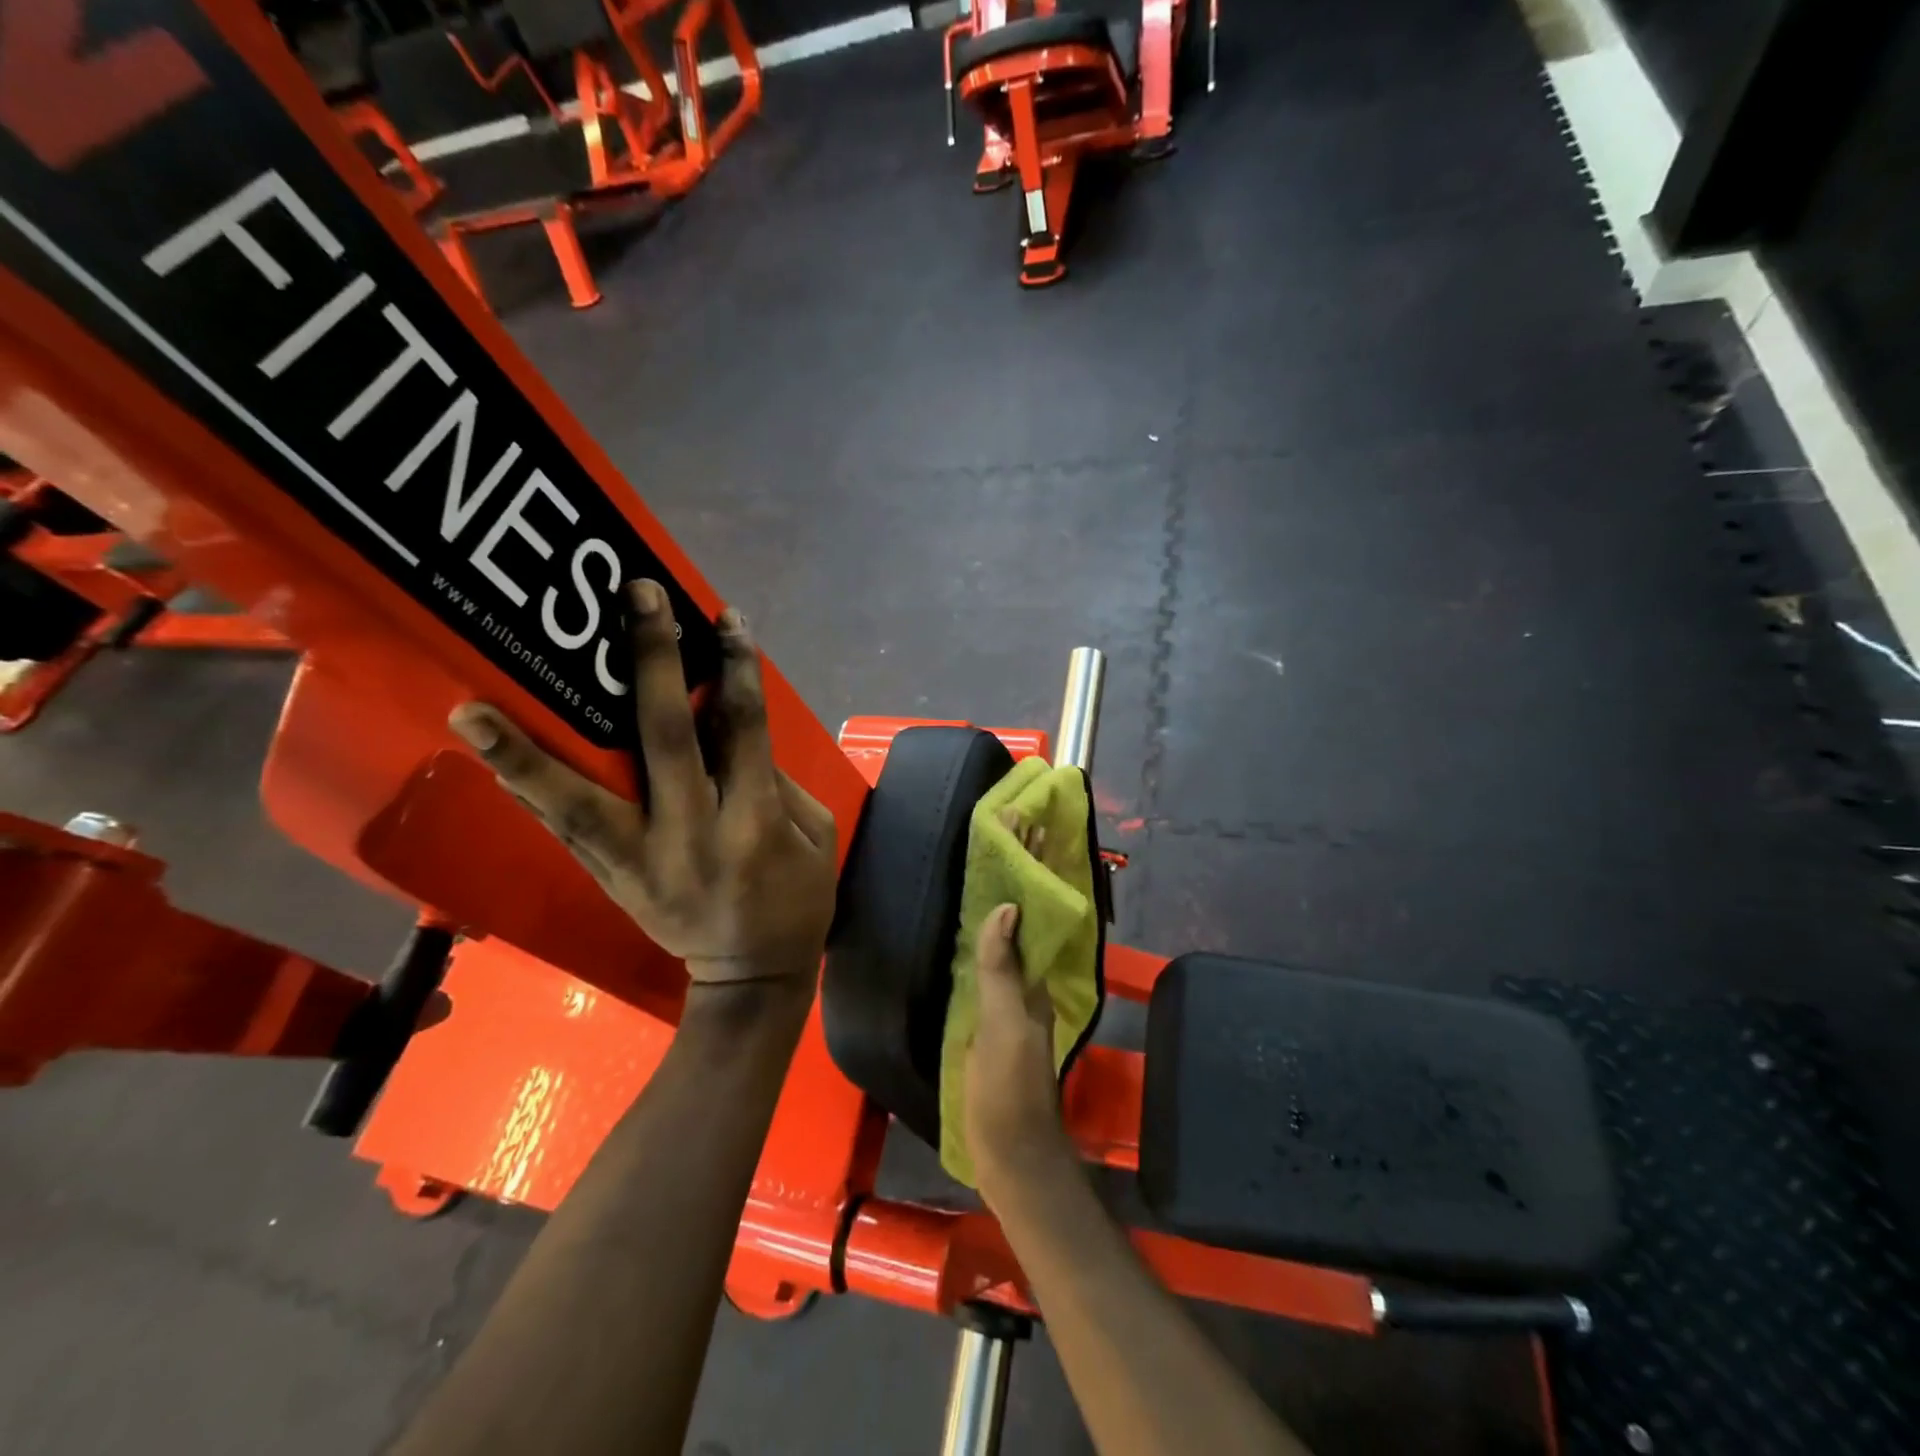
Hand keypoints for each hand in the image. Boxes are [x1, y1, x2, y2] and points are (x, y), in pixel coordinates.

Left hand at [447, 580, 837, 989]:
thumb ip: (774, 779)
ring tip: (471, 706)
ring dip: (525, 751)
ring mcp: (639, 862)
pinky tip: (487, 746)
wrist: (750, 980)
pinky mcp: (609, 878)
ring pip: (578, 799)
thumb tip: (725, 725)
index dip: (735, 670)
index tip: (722, 618)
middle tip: (632, 598)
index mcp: (754, 826)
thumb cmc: (797, 904)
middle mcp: (690, 837)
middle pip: (665, 741)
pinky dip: (527, 785)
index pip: (742, 731)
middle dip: (651, 664)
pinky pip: (564, 827)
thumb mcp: (815, 837)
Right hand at [966, 892, 1075, 1205]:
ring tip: (954, 915)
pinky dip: (971, 977)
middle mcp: (1025, 1004)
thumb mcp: (1003, 1025)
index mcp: (1034, 994)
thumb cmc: (1008, 1089)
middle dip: (997, 920)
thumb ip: (1002, 971)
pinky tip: (950, 970)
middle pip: (1012, 952)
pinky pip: (981, 999)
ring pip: (997, 974)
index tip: (997, 868)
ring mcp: (1006, 1027)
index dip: (1015, 905)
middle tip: (966, 883)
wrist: (1011, 1160)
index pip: (1027, 935)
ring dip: (984, 947)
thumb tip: (1007, 907)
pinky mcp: (988, 1046)